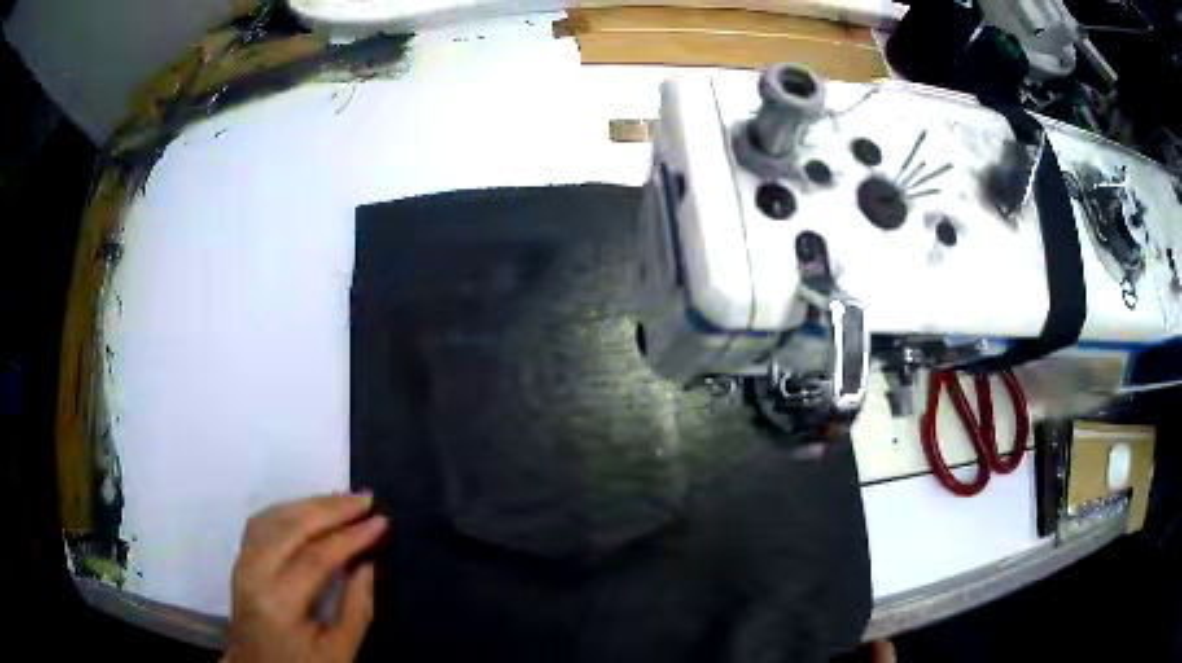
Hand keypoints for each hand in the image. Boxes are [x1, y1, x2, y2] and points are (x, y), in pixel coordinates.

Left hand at [225, 493, 388, 662]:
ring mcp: (242, 564)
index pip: (316, 558)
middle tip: (365, 499)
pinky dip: (289, 510)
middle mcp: (253, 575)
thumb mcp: (340, 652)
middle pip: (291, 528)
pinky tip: (309, 508)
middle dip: (331, 509)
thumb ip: (358, 609)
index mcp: (279, 604)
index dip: (351, 537)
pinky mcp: (240, 560)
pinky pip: (262, 522)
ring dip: (310, 504)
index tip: (381, 522)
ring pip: (273, 518)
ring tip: (344, 500)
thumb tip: (369, 563)